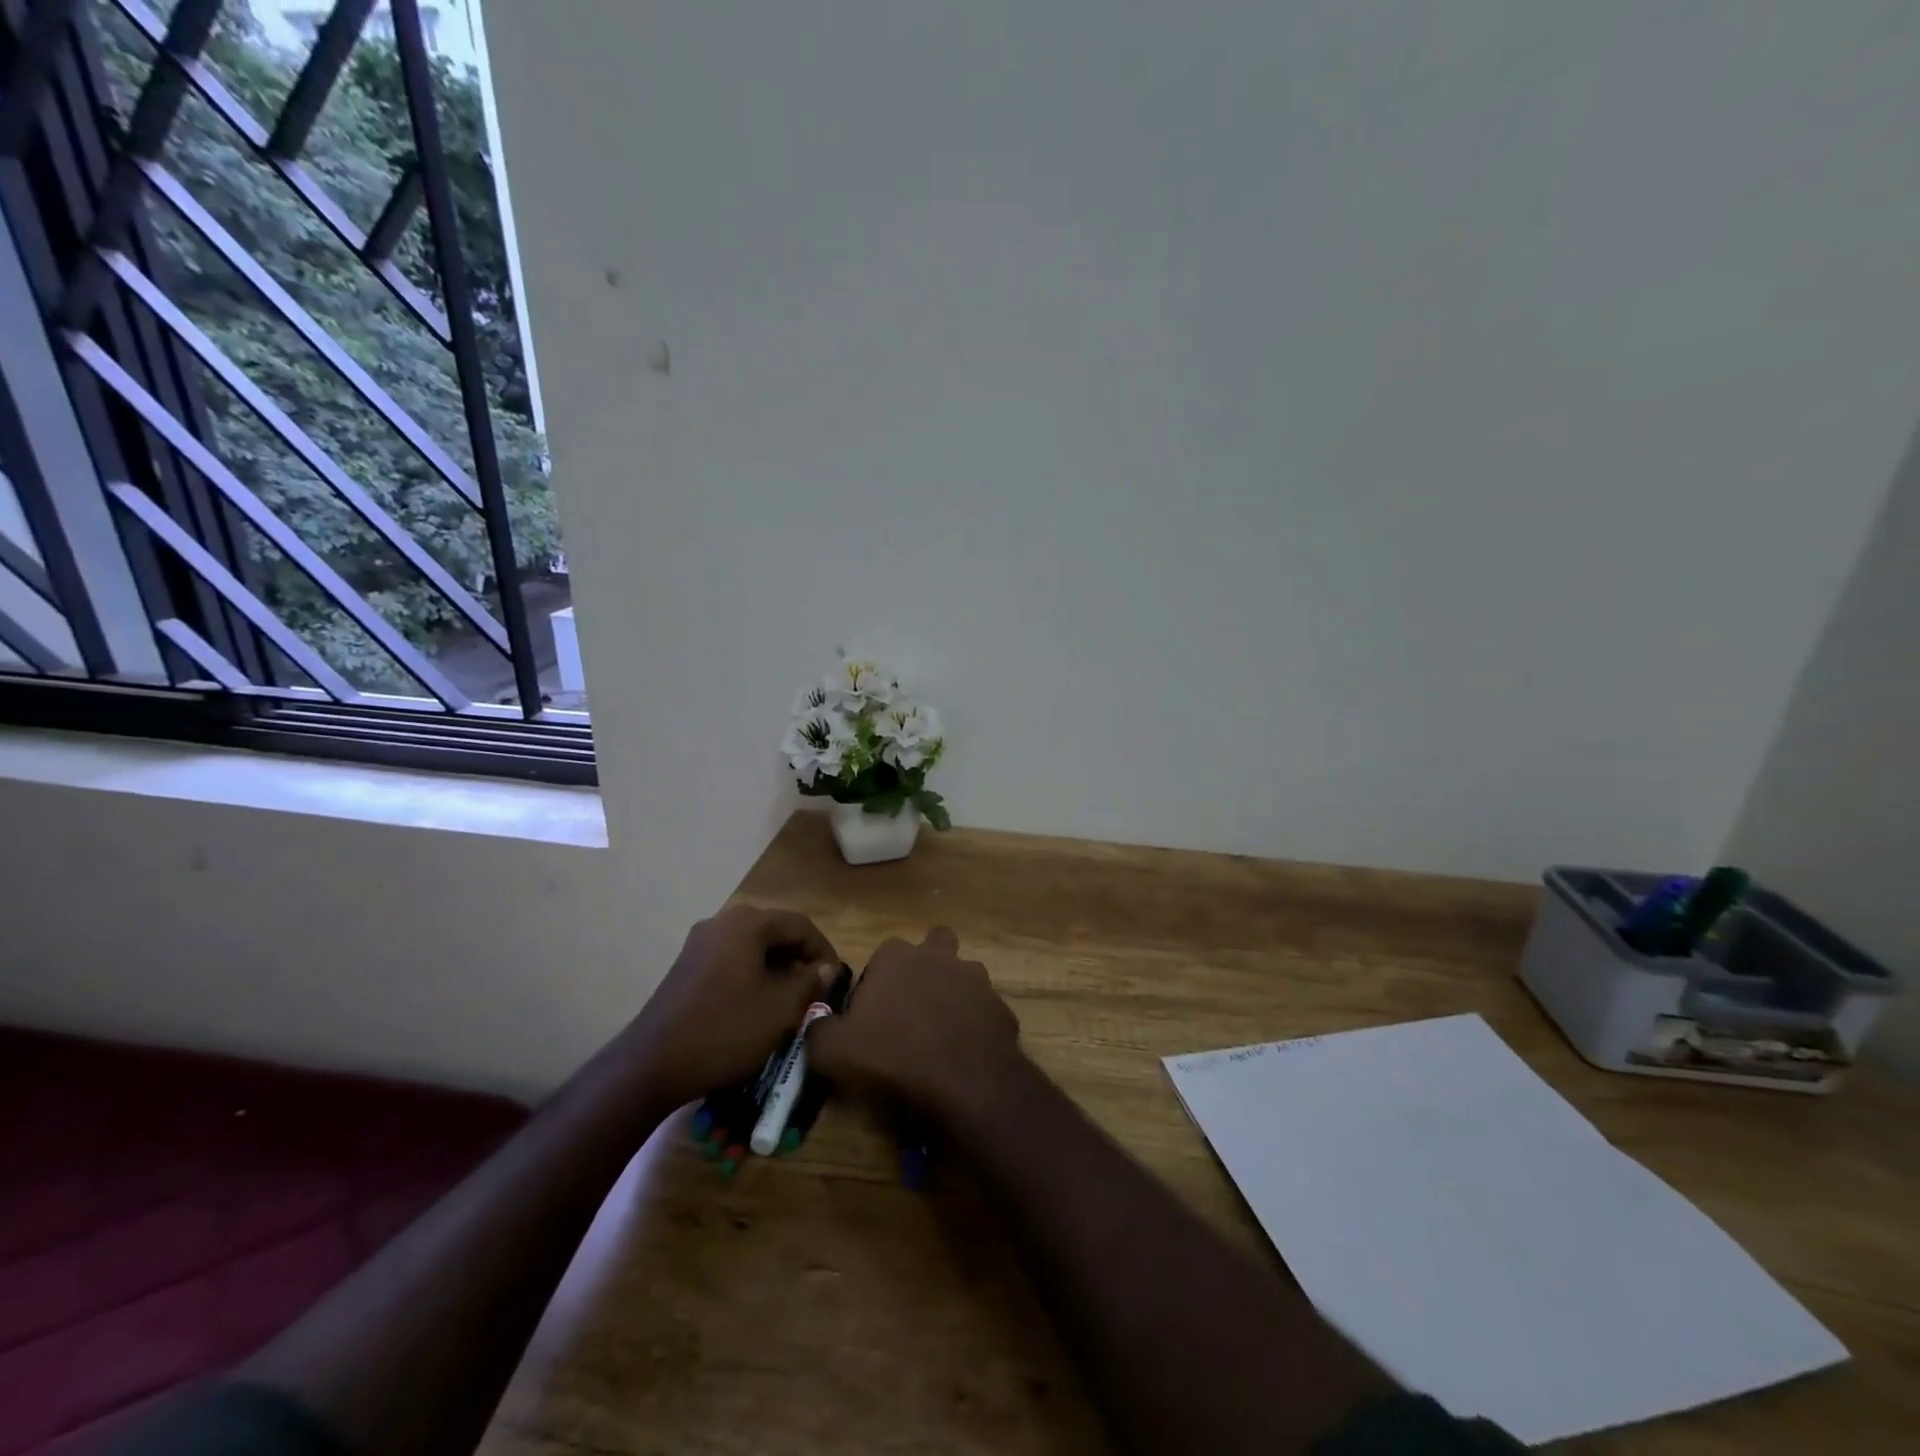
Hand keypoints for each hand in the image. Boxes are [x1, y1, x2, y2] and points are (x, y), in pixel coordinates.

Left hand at [624, 905, 836, 1108]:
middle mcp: (722, 922)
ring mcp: (699, 943)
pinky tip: (757, 1004)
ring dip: (776, 967)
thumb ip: (810, 982)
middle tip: (814, 990)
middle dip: (799, 958)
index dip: (823, 950)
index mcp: (747, 923)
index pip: (800, 925)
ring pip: (752, 946)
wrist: (651, 1066)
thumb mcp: (780, 1010)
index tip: (835, 980)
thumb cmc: (725, 1032)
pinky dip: (752, 974)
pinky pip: (731, 958)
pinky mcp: (686, 965)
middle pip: (774, 931)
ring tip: (790, 1000)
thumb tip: (825, 968)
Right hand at [810, 927, 1021, 1119]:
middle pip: (934, 946)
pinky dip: (975, 1026)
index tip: (871, 1014)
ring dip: (954, 994)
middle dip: (926, 966)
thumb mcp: (833, 1050)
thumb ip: (818, 1030)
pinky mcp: (1000, 1007)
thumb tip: (815, 1023)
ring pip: (964, 975)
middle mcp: (939, 957)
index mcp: (897, 957)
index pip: (882, 956)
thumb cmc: (893, 1054)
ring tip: (941, 1032)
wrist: (963, 1079)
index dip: (876, 982)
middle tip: (913, 1007)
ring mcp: (976, 979)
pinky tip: (964, 1053)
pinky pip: (983, 1011)